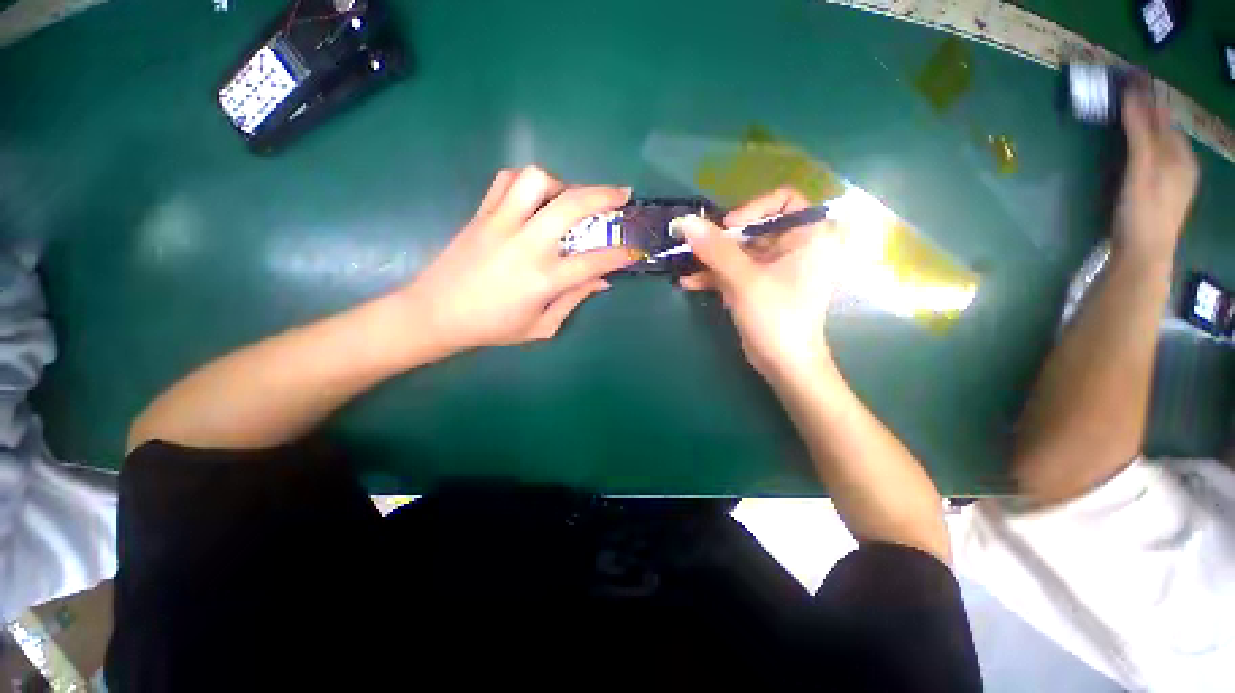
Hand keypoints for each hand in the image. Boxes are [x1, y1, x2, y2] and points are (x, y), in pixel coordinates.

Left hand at [403, 166, 637, 352]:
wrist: (435, 314)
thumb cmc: (492, 327)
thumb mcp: (541, 327)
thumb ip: (574, 300)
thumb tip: (602, 281)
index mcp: (543, 280)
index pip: (594, 261)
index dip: (621, 253)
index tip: (636, 247)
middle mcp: (526, 246)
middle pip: (572, 206)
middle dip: (604, 196)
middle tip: (621, 195)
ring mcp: (501, 224)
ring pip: (537, 180)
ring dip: (562, 184)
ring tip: (568, 199)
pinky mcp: (481, 214)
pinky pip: (507, 180)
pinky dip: (528, 182)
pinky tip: (536, 198)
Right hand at [678, 187, 837, 381]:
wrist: (784, 364)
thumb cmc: (776, 316)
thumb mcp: (744, 279)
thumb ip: (716, 249)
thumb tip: (686, 222)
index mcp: (807, 237)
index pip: (785, 200)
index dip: (754, 208)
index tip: (729, 227)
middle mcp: (794, 248)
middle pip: (754, 228)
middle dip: (721, 238)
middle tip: (693, 244)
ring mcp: (774, 269)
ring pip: (740, 252)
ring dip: (712, 259)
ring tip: (683, 262)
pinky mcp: (759, 287)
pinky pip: (736, 272)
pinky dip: (715, 276)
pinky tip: (688, 283)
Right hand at [1113, 85, 1198, 261]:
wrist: (1143, 256)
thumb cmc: (1144, 210)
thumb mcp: (1143, 168)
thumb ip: (1140, 131)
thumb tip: (1132, 92)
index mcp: (1181, 154)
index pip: (1163, 116)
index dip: (1147, 97)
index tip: (1128, 78)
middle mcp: (1182, 164)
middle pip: (1164, 129)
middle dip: (1147, 111)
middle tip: (1124, 93)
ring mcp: (1172, 181)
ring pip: (1160, 145)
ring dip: (1144, 128)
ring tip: (1128, 115)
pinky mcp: (1159, 195)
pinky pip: (1154, 160)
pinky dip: (1144, 147)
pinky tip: (1135, 149)